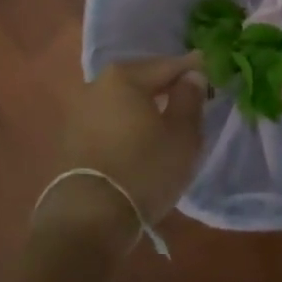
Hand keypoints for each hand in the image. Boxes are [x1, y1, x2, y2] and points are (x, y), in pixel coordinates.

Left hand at [35, 54, 205, 241]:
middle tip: (188, 92)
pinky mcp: (72, 135)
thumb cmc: (144, 169)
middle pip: (141, 78)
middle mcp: (98, 84)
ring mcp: (81, 110)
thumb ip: (189, 99)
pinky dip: (127, 121)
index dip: (191, 68)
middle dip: (164, 84)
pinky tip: (139, 134)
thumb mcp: (181, 135)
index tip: (208, 70)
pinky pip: (110, 118)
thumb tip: (192, 76)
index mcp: (125, 77)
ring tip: (165, 114)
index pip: (167, 65)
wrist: (89, 216)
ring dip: (144, 103)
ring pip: (123, 99)